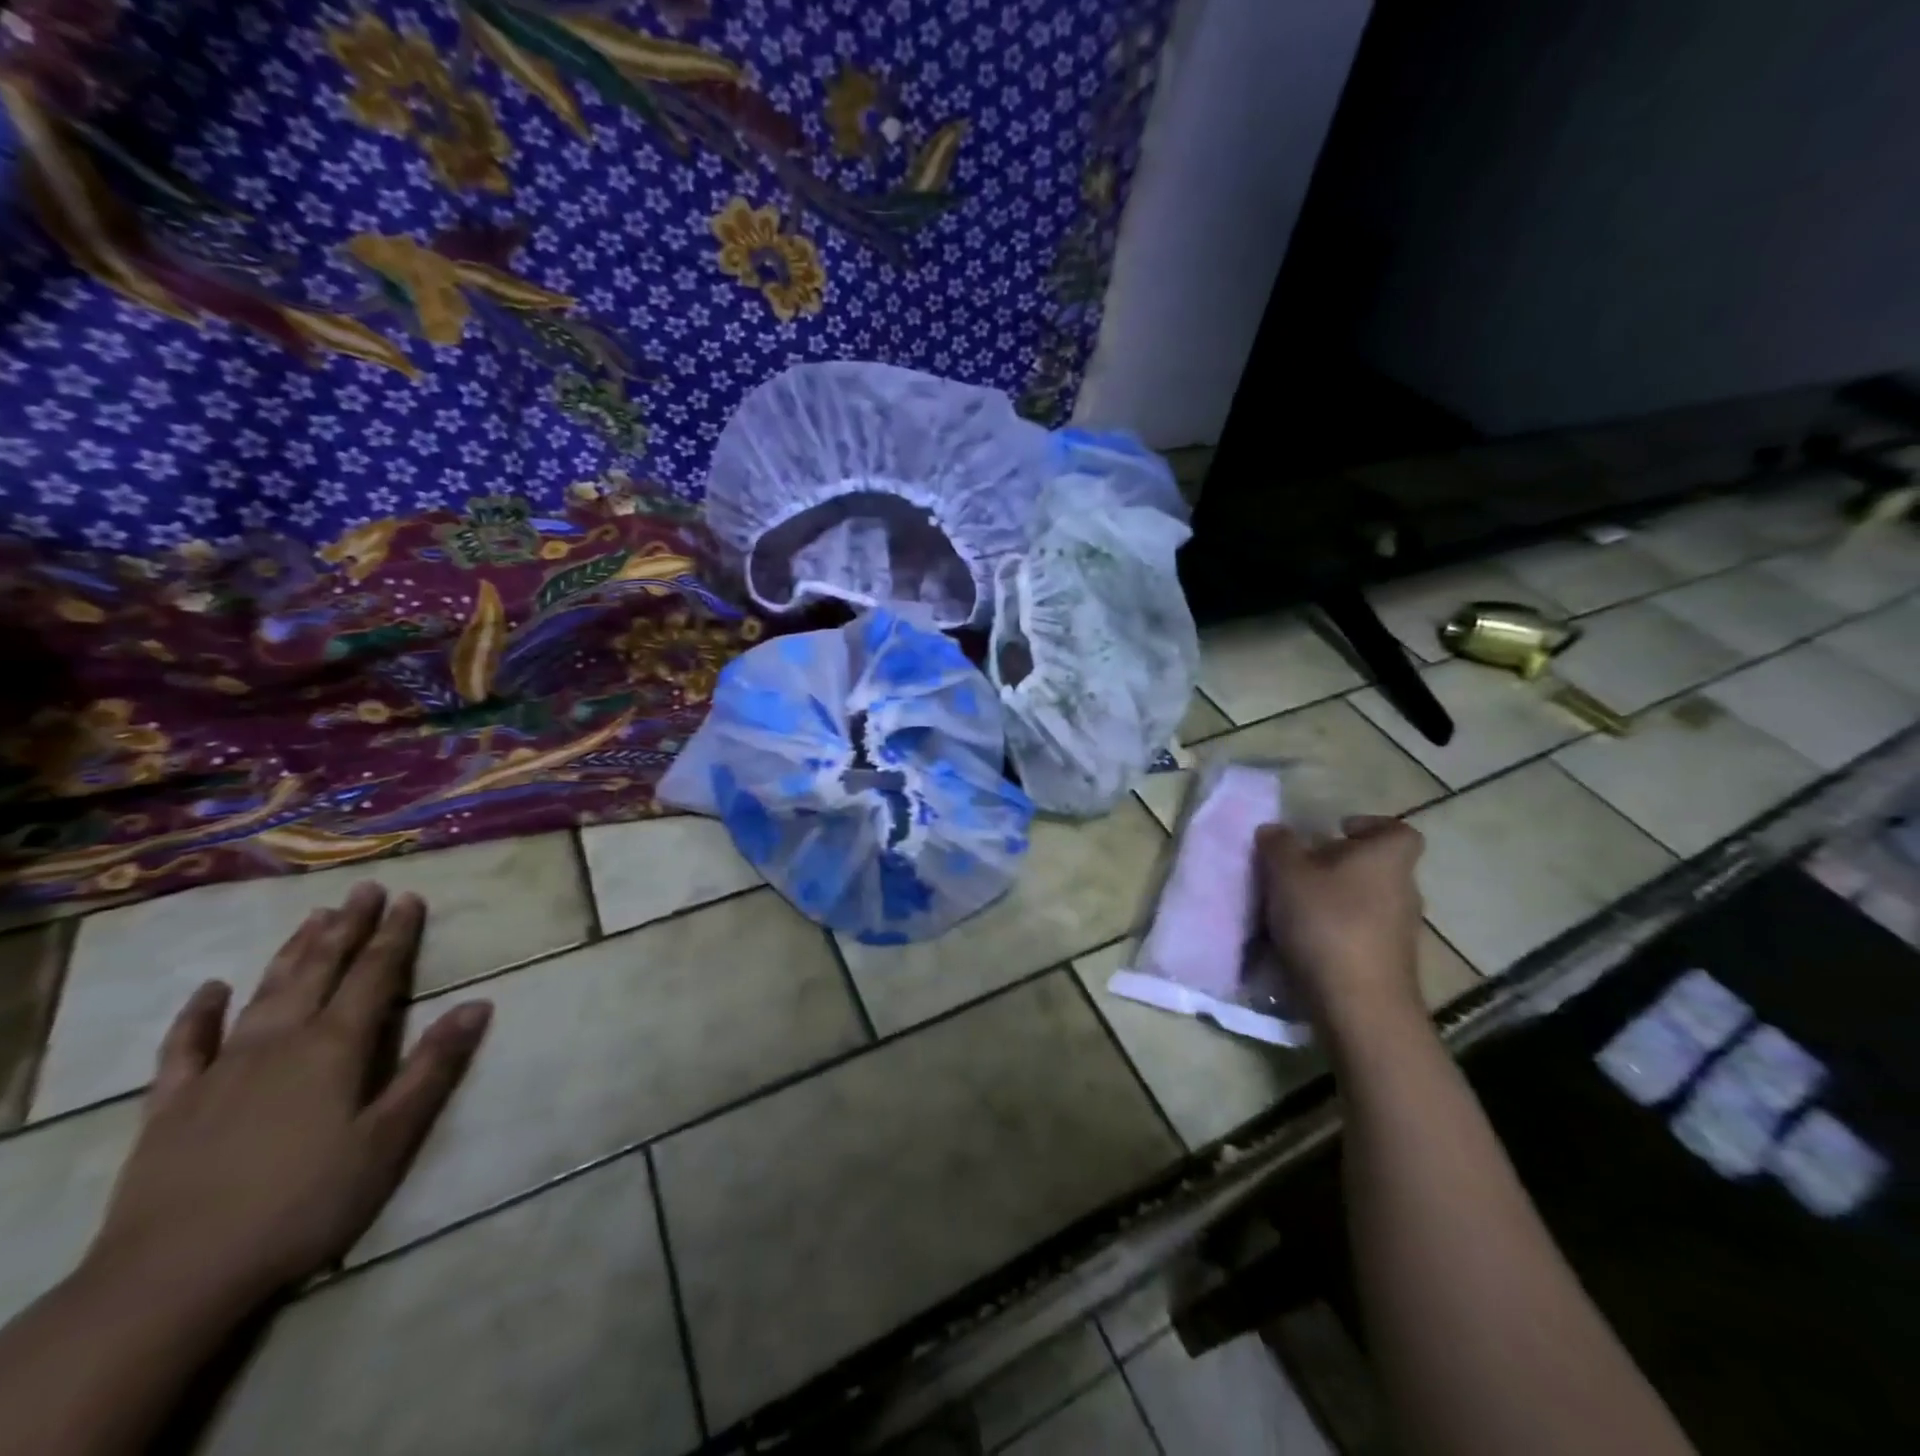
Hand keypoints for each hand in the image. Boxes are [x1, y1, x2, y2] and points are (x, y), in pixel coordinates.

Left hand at [82, 884, 491, 1309]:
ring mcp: (221, 1070)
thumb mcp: (389, 1139)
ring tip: (313, 916)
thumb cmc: (304, 1203)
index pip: (375, 975)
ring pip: (264, 994)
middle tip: (364, 889)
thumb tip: (477, 1003)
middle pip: (319, 971)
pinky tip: (210, 989)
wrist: (172, 1277)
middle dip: (347, 927)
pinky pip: (185, 1046)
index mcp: (335, 1048)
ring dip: (291, 952)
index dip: (395, 935)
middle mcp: (280, 1042)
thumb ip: (432, 1067)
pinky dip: (198, 1014)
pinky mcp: (172, 1104)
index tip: (410, 898)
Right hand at [1256, 815, 1425, 1032]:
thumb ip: (1278, 846)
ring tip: (1293, 908)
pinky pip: (1362, 933)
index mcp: (1387, 859)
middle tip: (1300, 869)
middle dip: (1339, 865)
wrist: (1359, 1005)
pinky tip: (1304, 942)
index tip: (1336, 831)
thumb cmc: (1327, 923)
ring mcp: (1401, 931)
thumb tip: (1274, 830)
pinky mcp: (1390, 964)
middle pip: (1376, 866)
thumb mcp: (1287, 874)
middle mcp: (1403, 890)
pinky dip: (1337, 931)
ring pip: (1367, 901)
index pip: (1397, 831)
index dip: (1370, 826)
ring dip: (1336, 900)